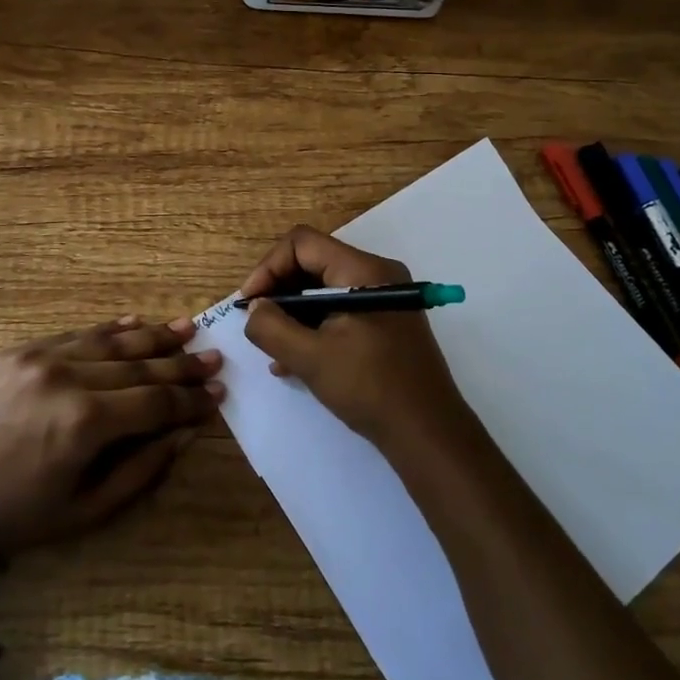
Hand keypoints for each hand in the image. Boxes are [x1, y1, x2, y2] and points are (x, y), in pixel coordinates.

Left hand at [0, 316, 222, 564]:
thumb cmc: (14, 519)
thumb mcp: (86, 510)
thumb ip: (142, 469)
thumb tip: (185, 432)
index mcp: (86, 422)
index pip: (156, 401)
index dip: (191, 399)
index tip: (218, 393)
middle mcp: (68, 377)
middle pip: (140, 364)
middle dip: (181, 363)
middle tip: (214, 356)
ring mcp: (40, 357)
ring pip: (111, 341)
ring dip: (152, 336)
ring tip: (186, 328)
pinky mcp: (18, 351)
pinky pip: (74, 335)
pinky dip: (109, 331)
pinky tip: (134, 324)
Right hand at [239, 225, 470, 452]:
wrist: (430, 434)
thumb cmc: (371, 389)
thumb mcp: (311, 359)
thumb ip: (272, 327)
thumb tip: (255, 308)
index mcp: (363, 270)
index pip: (302, 244)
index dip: (269, 267)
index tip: (249, 304)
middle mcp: (376, 274)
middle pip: (313, 263)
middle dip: (279, 291)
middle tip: (257, 324)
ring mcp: (383, 298)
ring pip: (323, 289)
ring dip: (293, 314)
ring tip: (272, 348)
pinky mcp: (384, 322)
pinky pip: (338, 309)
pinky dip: (313, 327)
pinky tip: (293, 360)